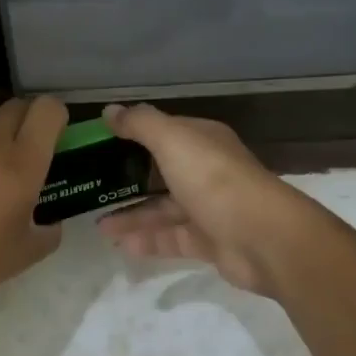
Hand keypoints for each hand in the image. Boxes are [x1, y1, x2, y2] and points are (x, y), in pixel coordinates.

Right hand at [96, 103, 314, 296]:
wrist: (262, 237)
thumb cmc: (213, 179)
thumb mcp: (172, 140)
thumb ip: (140, 124)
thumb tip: (110, 110)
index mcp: (202, 141)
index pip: (164, 132)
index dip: (133, 136)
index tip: (98, 146)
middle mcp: (207, 171)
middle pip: (161, 173)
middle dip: (128, 181)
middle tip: (93, 189)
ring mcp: (210, 208)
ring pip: (164, 209)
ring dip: (132, 216)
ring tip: (98, 226)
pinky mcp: (210, 241)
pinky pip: (172, 238)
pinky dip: (148, 240)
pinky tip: (121, 245)